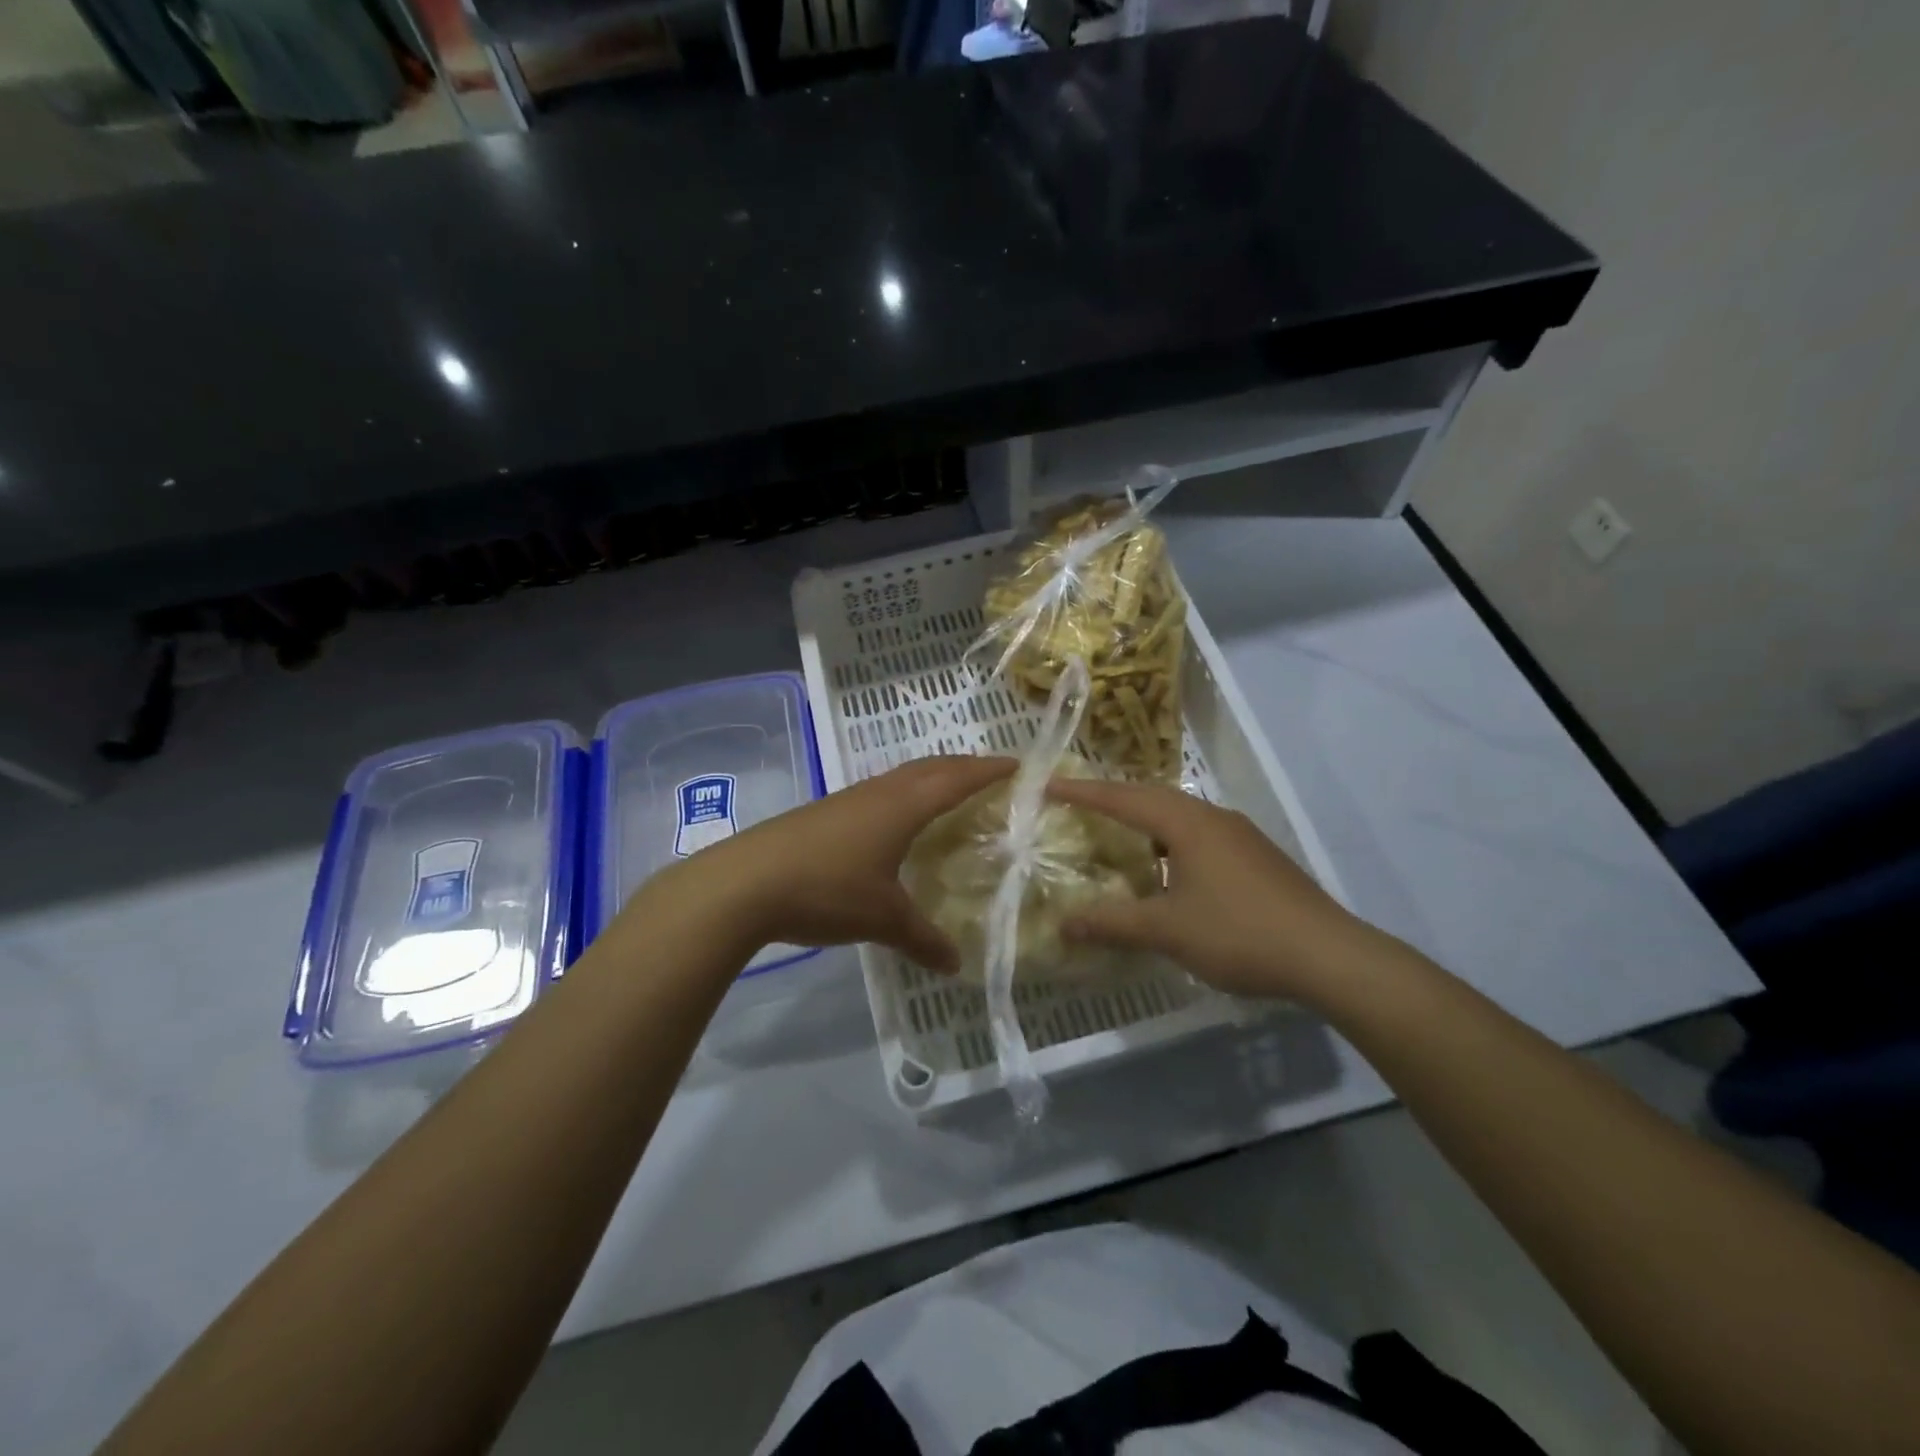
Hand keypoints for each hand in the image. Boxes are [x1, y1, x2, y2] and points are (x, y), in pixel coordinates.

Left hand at [666, 756, 1015, 971]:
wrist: (745, 883)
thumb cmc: (827, 888)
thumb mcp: (883, 918)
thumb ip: (923, 939)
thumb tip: (955, 965)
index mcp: (904, 804)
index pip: (958, 777)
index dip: (991, 770)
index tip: (1022, 766)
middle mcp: (880, 791)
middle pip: (932, 767)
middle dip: (965, 767)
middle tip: (994, 778)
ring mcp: (849, 799)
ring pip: (902, 778)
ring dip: (932, 779)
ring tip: (952, 797)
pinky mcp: (826, 813)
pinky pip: (879, 795)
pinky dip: (903, 798)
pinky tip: (897, 825)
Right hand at [1045, 778, 1376, 1002]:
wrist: (1328, 955)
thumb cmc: (1239, 933)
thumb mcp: (1168, 930)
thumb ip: (1113, 923)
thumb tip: (1064, 923)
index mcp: (1187, 823)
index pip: (1123, 798)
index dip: (1083, 793)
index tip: (1048, 785)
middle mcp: (1212, 817)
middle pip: (1152, 797)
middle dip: (1114, 799)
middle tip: (1078, 806)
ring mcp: (1239, 835)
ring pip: (1179, 816)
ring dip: (1145, 820)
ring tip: (1117, 834)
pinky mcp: (1256, 857)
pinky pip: (1199, 835)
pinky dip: (1170, 841)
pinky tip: (1167, 870)